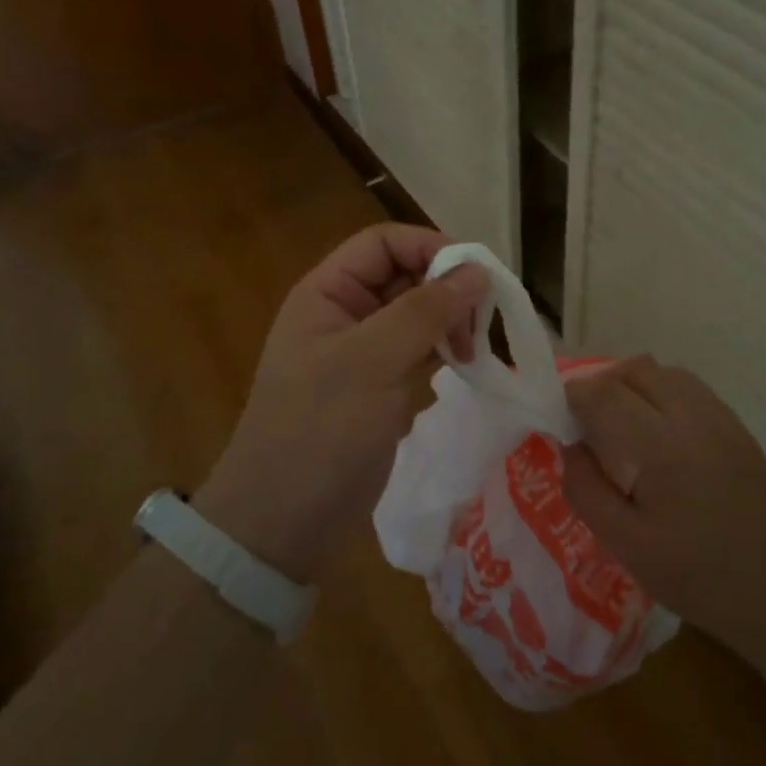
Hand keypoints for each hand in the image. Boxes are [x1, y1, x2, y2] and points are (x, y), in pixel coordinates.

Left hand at [194, 224, 488, 581]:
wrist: (283, 522)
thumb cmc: (320, 431)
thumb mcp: (371, 362)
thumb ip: (425, 312)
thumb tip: (478, 271)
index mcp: (327, 293)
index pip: (384, 243)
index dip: (431, 247)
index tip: (477, 276)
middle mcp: (344, 313)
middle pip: (405, 275)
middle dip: (446, 289)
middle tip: (481, 322)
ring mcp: (362, 352)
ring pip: (417, 314)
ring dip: (450, 322)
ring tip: (474, 352)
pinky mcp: (379, 386)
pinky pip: (418, 350)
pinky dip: (444, 351)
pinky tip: (465, 366)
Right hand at [561, 357, 765, 656]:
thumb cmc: (692, 574)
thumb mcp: (624, 544)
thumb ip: (586, 488)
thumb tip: (571, 445)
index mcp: (662, 450)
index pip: (605, 395)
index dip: (574, 396)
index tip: (559, 415)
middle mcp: (694, 420)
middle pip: (636, 370)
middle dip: (602, 384)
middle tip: (587, 419)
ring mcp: (722, 419)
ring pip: (665, 372)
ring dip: (634, 385)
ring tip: (621, 421)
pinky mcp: (737, 426)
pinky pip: (691, 388)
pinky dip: (662, 393)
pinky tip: (657, 430)